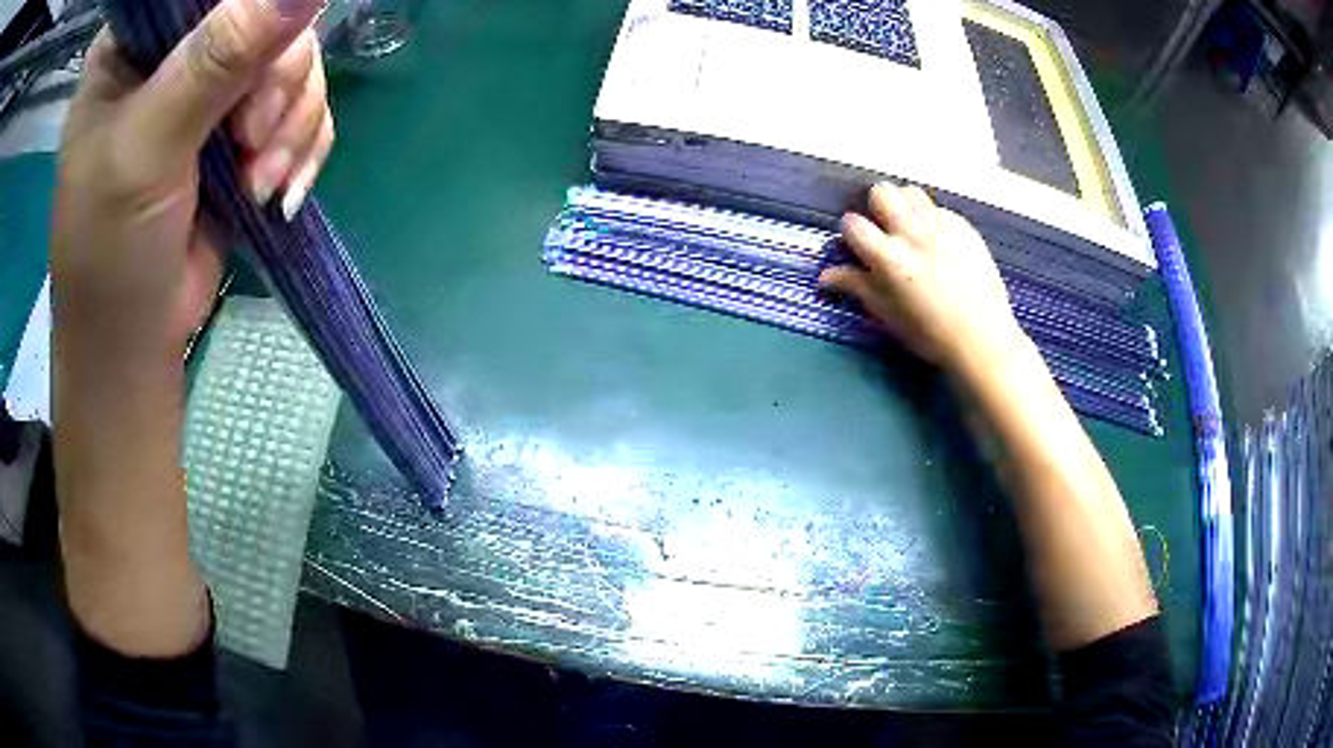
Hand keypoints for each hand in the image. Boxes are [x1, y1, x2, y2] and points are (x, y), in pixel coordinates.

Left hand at [52, 0, 332, 366]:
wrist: (131, 347)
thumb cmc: (109, 254)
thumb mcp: (147, 148)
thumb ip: (216, 59)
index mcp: (133, 43)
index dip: (250, 6)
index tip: (256, 60)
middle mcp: (174, 52)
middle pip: (267, 15)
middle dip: (276, 80)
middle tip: (251, 139)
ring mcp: (208, 89)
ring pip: (294, 62)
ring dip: (292, 123)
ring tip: (258, 183)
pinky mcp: (238, 130)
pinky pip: (302, 107)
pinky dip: (302, 147)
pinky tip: (278, 189)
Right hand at [819, 184, 1027, 376]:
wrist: (983, 338)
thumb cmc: (930, 334)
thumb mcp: (887, 314)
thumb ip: (857, 287)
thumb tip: (824, 276)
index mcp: (889, 258)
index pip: (853, 223)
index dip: (851, 233)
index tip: (859, 246)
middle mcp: (912, 234)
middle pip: (882, 192)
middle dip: (877, 207)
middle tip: (885, 230)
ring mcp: (941, 227)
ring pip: (912, 193)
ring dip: (905, 206)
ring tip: (911, 229)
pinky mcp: (964, 227)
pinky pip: (939, 209)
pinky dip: (932, 220)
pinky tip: (939, 243)